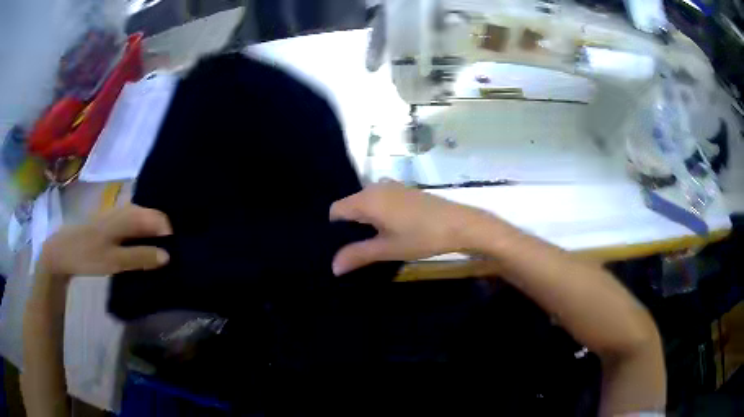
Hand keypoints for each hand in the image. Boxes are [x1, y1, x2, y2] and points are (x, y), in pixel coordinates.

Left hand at [39, 204, 171, 278]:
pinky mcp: (112, 220)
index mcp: (127, 215)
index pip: (159, 218)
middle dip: (162, 235)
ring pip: (144, 219)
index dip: (169, 236)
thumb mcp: (114, 261)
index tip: (172, 256)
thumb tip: (168, 256)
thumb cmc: (87, 254)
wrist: (62, 250)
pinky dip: (141, 235)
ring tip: (154, 256)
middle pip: (153, 217)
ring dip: (152, 236)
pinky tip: (139, 249)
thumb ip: (140, 257)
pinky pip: (134, 223)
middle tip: (165, 259)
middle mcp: (125, 208)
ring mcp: (117, 213)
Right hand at [329, 181, 492, 274]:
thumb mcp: (388, 249)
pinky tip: (389, 230)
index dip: (334, 229)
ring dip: (366, 221)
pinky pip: (381, 200)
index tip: (338, 247)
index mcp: (367, 199)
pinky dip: (379, 214)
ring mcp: (392, 186)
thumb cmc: (422, 236)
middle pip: (351, 205)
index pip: (336, 210)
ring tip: (371, 242)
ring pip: (367, 203)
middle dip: (350, 226)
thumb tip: (333, 267)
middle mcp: (376, 187)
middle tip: (354, 249)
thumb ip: (358, 255)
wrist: (460, 224)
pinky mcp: (405, 190)